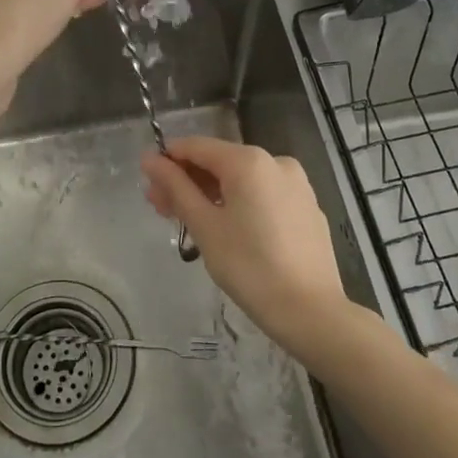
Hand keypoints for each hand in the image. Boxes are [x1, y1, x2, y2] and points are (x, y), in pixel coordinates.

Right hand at [140, 136, 349, 359]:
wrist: (310, 311)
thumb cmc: (249, 266)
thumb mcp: (204, 226)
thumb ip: (176, 187)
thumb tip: (150, 159)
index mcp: (248, 161)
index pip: (196, 147)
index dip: (167, 161)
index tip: (148, 183)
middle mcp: (276, 161)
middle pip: (220, 162)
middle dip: (188, 182)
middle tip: (161, 209)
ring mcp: (297, 184)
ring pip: (243, 180)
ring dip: (212, 194)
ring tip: (189, 222)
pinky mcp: (307, 208)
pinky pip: (264, 195)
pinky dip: (240, 204)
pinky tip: (228, 230)